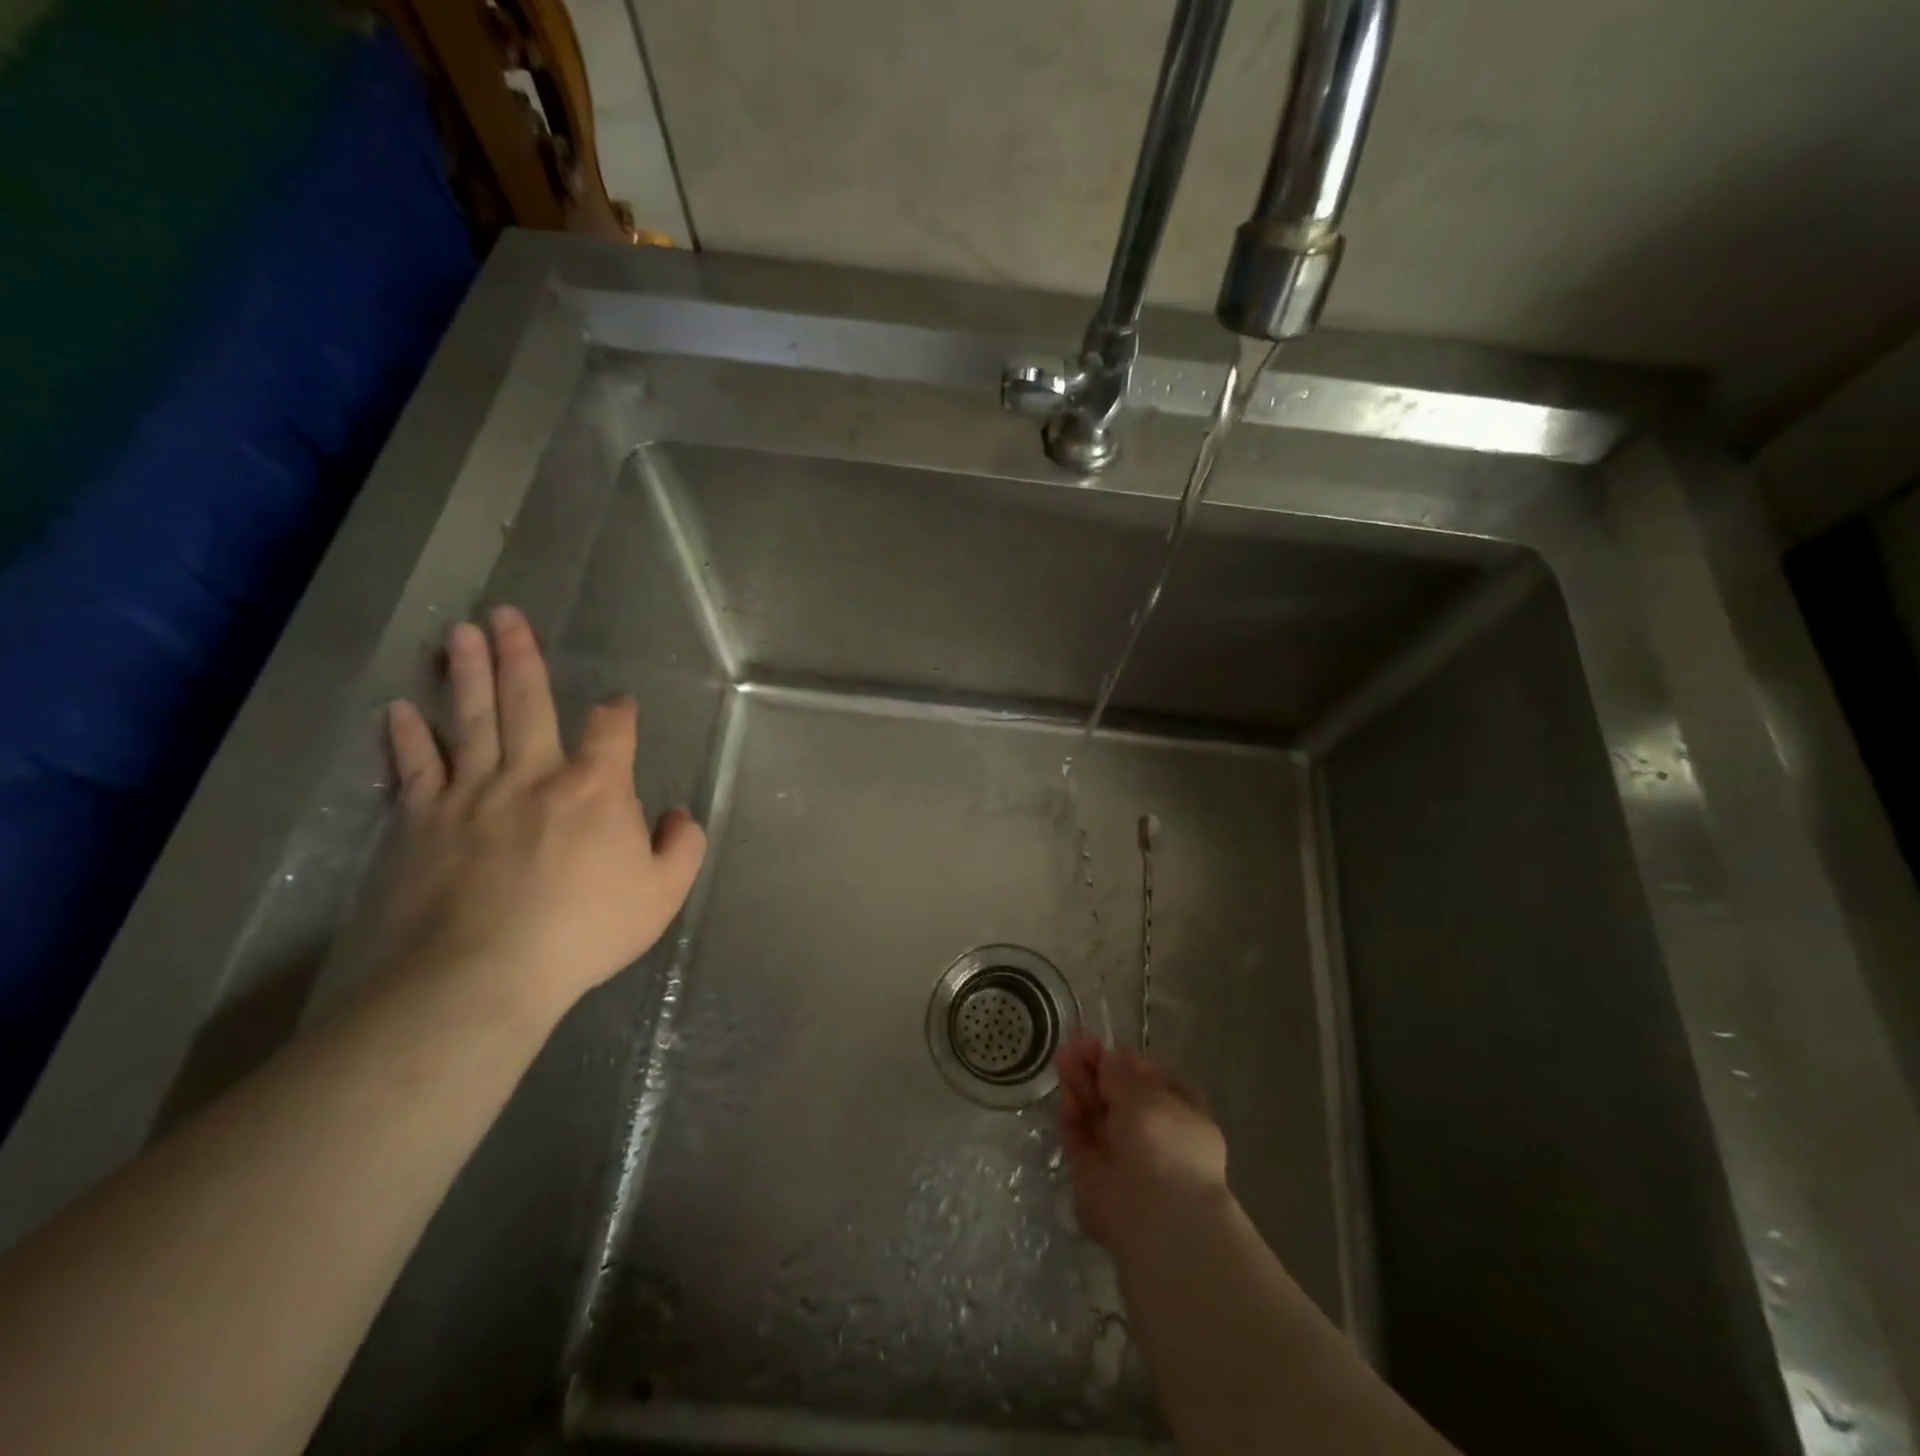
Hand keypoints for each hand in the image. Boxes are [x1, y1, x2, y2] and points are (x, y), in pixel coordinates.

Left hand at [377, 605, 705, 1023]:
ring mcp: (470, 793)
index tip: (619, 705)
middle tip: (505, 615)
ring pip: (469, 718)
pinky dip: (406, 737)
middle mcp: (533, 774)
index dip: (619, 712)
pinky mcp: (420, 821)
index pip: (613, 730)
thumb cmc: (583, 932)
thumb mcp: (663, 894)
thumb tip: (676, 815)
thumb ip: (682, 847)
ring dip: (465, 673)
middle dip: (520, 656)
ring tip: (458, 633)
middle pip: (528, 702)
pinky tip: (399, 709)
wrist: (481, 976)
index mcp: (596, 788)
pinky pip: (414, 767)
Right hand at [1056, 1035, 1228, 1248]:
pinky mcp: (1095, 1176)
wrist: (1153, 1212)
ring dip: (1080, 1087)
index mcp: (1181, 1117)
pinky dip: (1073, 1119)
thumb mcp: (1144, 1092)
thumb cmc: (1163, 1141)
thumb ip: (1121, 1072)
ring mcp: (1124, 1158)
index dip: (1130, 1064)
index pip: (1156, 1083)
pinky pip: (1082, 1141)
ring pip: (1098, 1116)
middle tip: (1074, 1045)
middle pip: (1119, 1097)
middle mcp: (1154, 1138)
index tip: (1108, 1049)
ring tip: (1062, 1058)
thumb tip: (1111, 1058)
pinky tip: (1065, 1096)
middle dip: (1097, 1071)